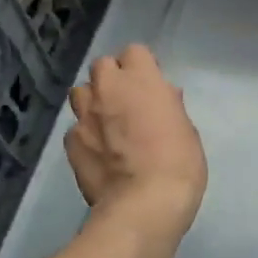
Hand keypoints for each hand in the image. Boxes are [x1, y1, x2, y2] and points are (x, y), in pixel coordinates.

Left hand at [66, 44, 207, 242]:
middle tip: (128, 102)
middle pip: (102, 66)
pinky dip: (85, 135)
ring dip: (93, 101)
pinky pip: (75, 128)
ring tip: (106, 123)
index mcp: (142, 80)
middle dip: (113, 79)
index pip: (135, 52)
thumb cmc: (178, 164)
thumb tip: (164, 96)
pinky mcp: (71, 143)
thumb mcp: (187, 131)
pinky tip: (98, 153)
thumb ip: (170, 107)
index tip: (151, 85)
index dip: (142, 67)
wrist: (144, 204)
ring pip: (80, 92)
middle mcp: (108, 89)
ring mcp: (84, 116)